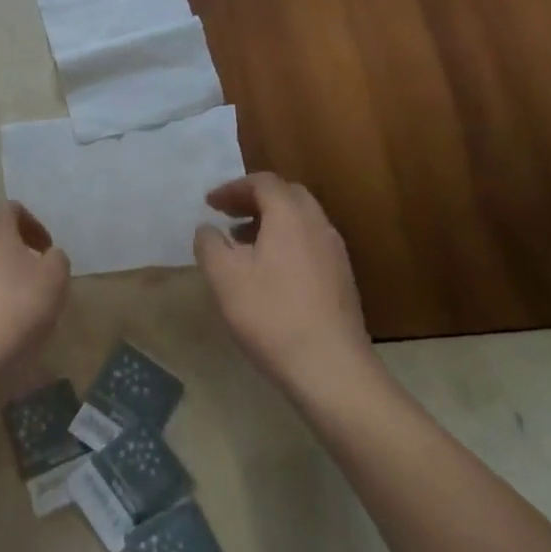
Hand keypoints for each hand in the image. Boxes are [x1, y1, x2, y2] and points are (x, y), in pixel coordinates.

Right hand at [193, 173, 383, 406]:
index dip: (233, 188)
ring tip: (243, 243)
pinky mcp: (342, 280)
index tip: (210, 204)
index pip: (263, 182)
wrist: (331, 369)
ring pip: (301, 220)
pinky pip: (310, 243)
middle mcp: (317, 225)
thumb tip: (208, 229)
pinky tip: (268, 272)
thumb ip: (209, 244)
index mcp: (290, 216)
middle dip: (254, 199)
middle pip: (287, 195)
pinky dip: (286, 242)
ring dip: (271, 222)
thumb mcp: (224, 276)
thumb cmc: (271, 314)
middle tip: (228, 215)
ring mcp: (335, 253)